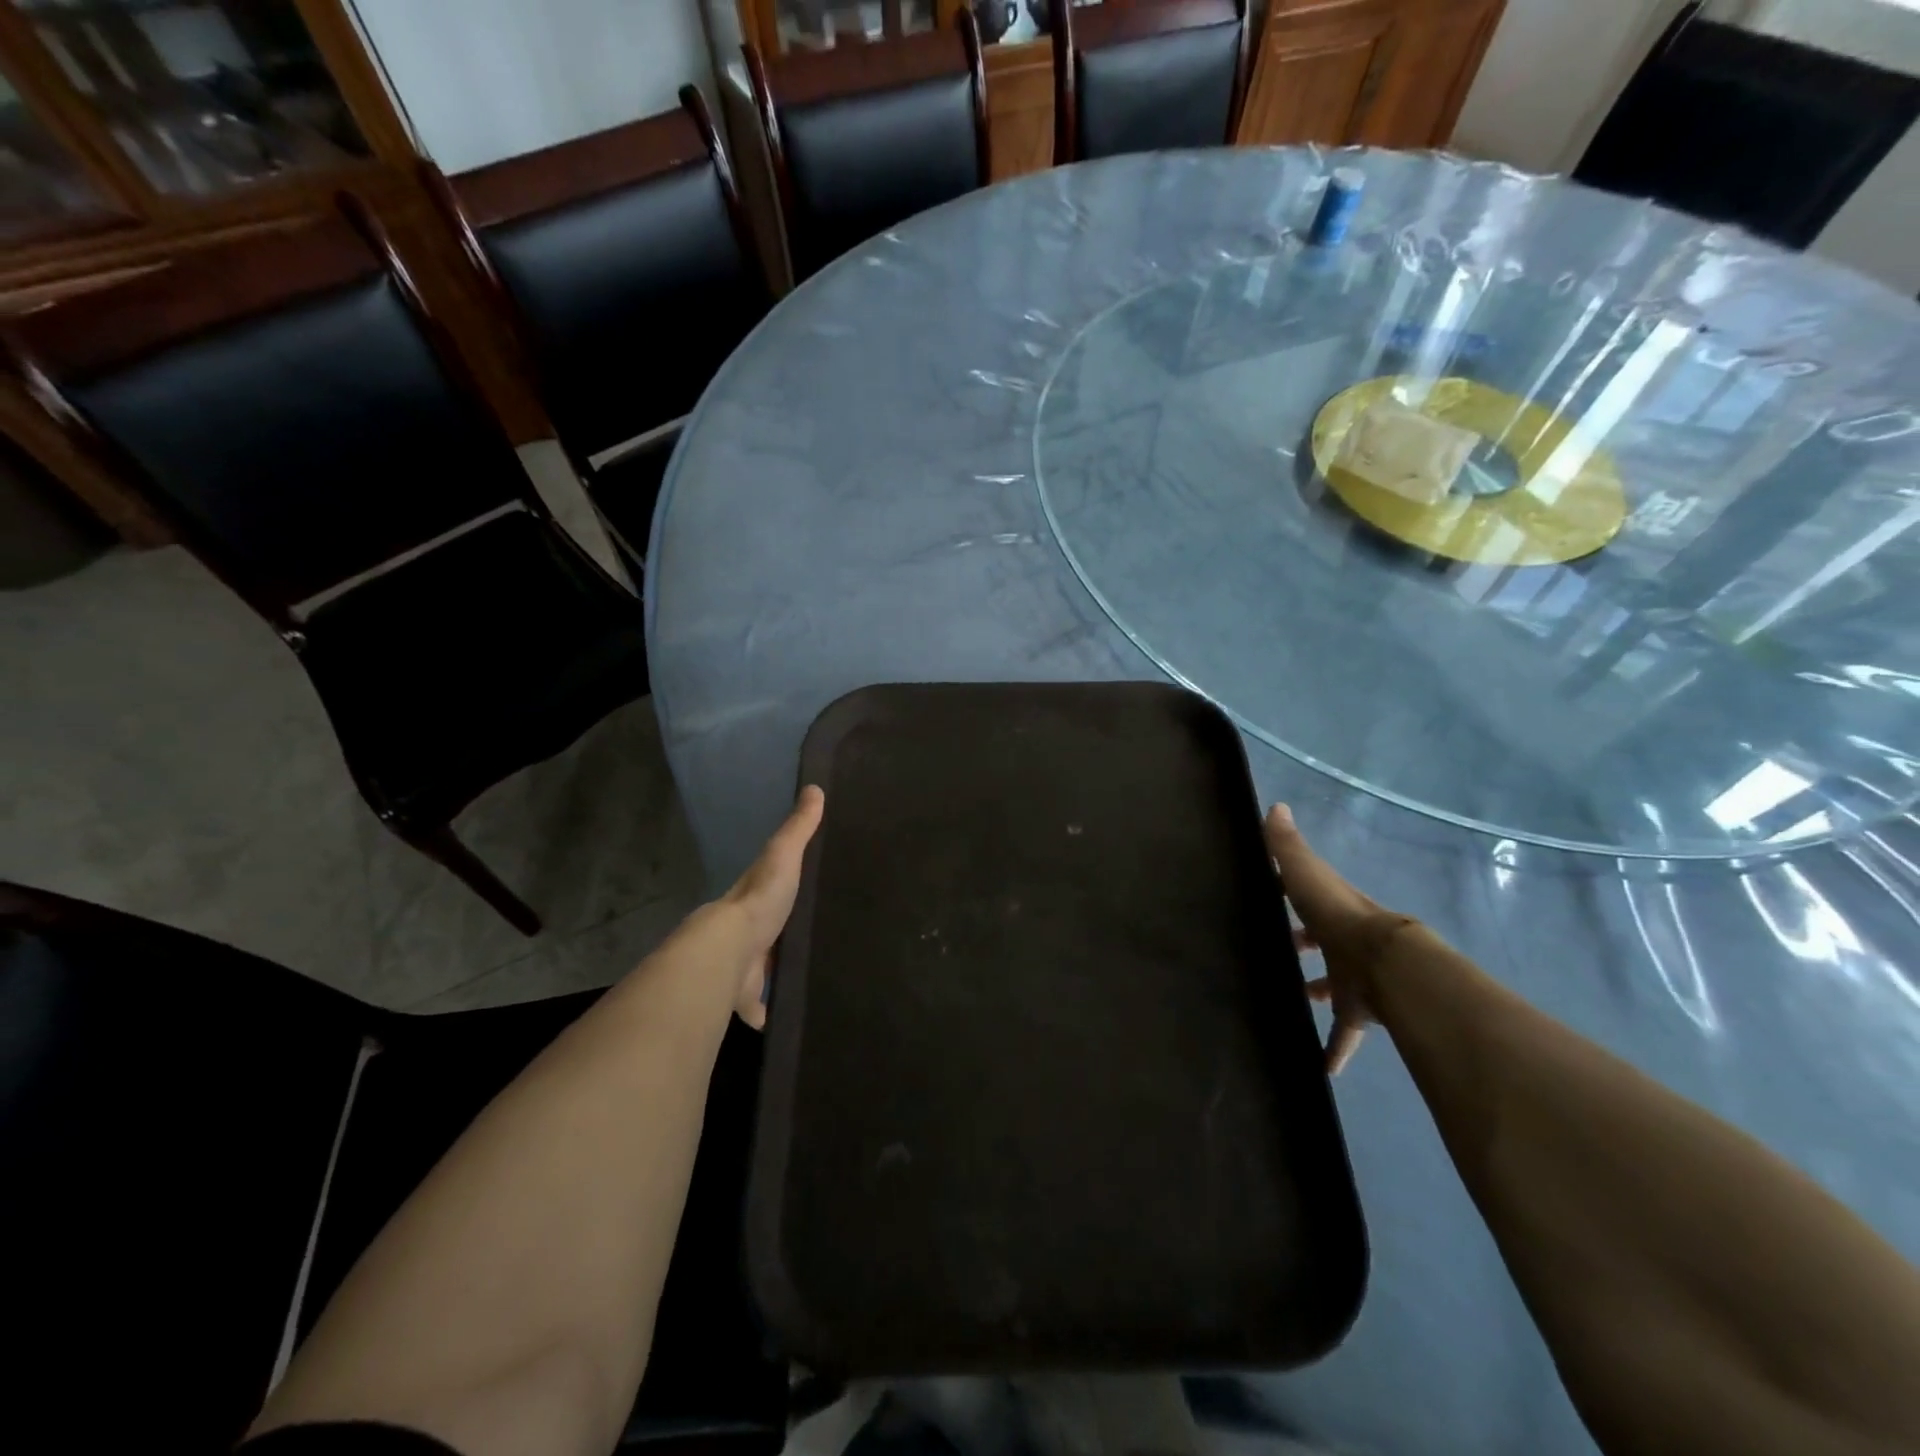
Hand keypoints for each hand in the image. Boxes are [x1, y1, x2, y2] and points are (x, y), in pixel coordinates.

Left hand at [686, 785, 824, 1028]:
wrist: (728, 951)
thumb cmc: (760, 900)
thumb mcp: (783, 855)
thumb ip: (799, 828)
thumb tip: (814, 787)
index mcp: (755, 899)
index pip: (770, 891)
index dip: (783, 892)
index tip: (803, 895)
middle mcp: (747, 934)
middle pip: (768, 934)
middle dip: (779, 938)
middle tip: (809, 940)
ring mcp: (746, 967)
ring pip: (763, 971)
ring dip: (773, 975)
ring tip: (803, 977)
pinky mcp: (748, 997)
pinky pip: (760, 1007)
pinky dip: (767, 1013)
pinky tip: (779, 1019)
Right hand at [1264, 802, 1410, 1074]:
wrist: (1388, 967)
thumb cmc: (1339, 917)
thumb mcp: (1307, 874)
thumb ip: (1288, 846)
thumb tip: (1275, 805)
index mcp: (1331, 909)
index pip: (1310, 898)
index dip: (1291, 897)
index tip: (1269, 901)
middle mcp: (1344, 942)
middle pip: (1322, 943)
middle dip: (1302, 946)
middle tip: (1274, 955)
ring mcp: (1354, 978)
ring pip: (1332, 986)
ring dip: (1315, 992)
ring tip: (1288, 1001)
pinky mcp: (1360, 1013)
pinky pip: (1343, 1034)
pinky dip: (1333, 1050)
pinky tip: (1319, 1069)